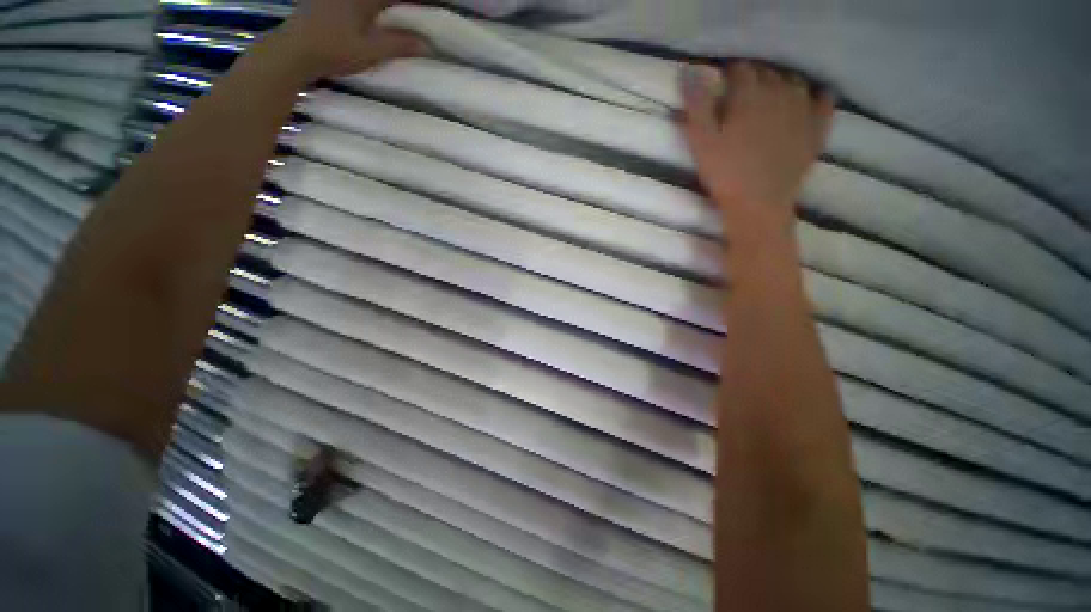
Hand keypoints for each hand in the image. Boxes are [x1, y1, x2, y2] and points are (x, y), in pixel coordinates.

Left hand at [265, 0, 425, 80]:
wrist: (294, 50)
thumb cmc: (334, 49)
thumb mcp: (371, 51)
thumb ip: (399, 45)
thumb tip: (428, 44)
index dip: (413, 2)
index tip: (427, 7)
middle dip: (397, 4)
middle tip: (411, 10)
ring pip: (365, 0)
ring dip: (381, 6)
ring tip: (392, 12)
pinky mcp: (322, 0)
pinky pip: (352, 2)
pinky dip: (367, 7)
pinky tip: (366, 14)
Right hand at [682, 61, 833, 230]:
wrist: (758, 204)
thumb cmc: (724, 173)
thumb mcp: (701, 142)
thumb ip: (697, 105)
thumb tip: (689, 70)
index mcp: (749, 95)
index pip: (739, 69)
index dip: (728, 74)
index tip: (719, 85)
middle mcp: (781, 93)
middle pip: (767, 72)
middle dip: (752, 78)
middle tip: (739, 94)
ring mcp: (803, 110)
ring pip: (794, 82)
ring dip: (780, 83)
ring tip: (768, 97)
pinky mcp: (816, 129)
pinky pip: (824, 101)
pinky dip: (817, 96)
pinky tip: (809, 100)